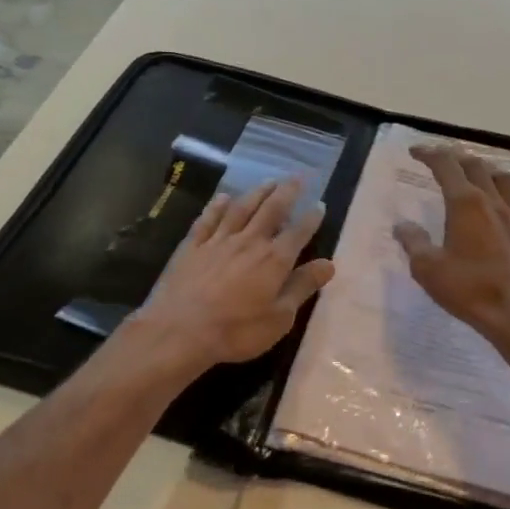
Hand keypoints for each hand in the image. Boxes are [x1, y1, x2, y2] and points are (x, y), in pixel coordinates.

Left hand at [131, 178, 335, 369]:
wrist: (181, 331)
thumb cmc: (236, 330)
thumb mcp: (279, 317)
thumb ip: (302, 287)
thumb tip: (328, 264)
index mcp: (274, 260)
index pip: (298, 232)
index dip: (311, 218)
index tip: (320, 204)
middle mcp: (249, 242)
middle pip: (271, 210)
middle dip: (287, 192)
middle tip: (298, 177)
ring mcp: (219, 241)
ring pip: (242, 208)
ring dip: (257, 193)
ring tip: (269, 180)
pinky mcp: (193, 246)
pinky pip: (209, 219)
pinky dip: (218, 206)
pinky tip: (224, 198)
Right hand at [393, 144, 509, 348]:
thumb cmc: (468, 289)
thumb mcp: (428, 268)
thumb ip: (413, 242)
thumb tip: (403, 225)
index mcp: (465, 203)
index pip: (446, 166)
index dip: (429, 154)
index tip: (415, 151)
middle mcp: (493, 202)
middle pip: (476, 165)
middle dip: (455, 157)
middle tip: (440, 160)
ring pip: (504, 179)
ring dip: (486, 170)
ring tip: (475, 176)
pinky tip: (507, 212)